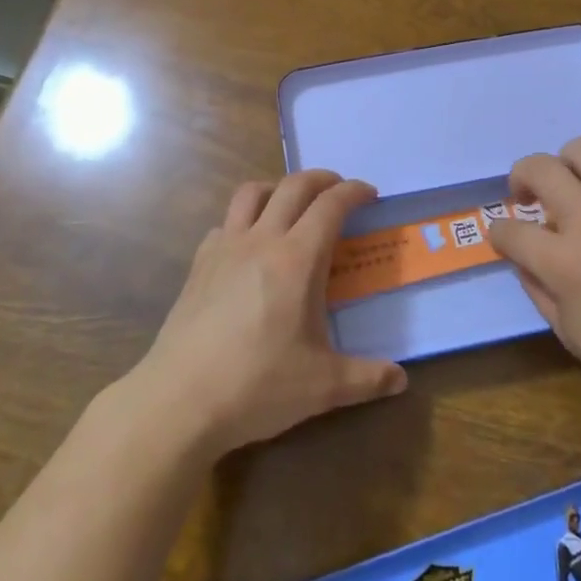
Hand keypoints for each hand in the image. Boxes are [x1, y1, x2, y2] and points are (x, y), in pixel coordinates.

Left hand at [127, 170, 406, 457]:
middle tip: (338, 189)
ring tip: (291, 204)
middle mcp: (261, 241)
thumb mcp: (323, 387)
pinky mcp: (199, 265)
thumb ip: (367, 378)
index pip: (330, 206)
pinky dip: (243, 221)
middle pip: (293, 186)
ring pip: (251, 193)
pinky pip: (224, 224)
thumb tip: (401, 380)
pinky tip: (249, 247)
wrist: (179, 401)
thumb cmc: (258, 386)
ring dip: (277, 188)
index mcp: (297, 259)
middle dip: (321, 179)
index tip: (369, 195)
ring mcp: (224, 249)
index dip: (353, 192)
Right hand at [487, 138, 580, 427]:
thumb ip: (537, 286)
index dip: (498, 233)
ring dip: (567, 164)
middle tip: (526, 195)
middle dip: (521, 177)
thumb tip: (526, 257)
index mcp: (564, 263)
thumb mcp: (566, 331)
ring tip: (571, 185)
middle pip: (541, 169)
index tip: (503, 238)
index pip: (511, 230)